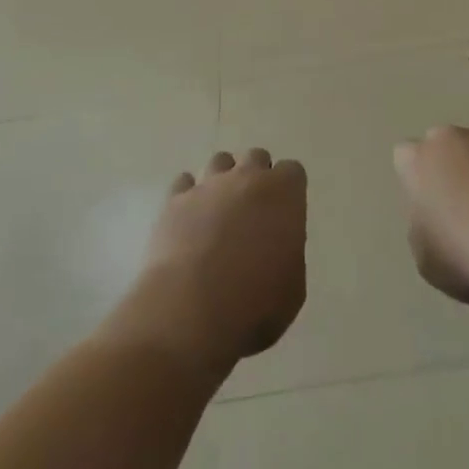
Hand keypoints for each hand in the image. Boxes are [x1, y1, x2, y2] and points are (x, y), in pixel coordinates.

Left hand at [123, 149, 307, 374]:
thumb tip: (276, 247)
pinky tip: (188, 220)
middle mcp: (246, 177)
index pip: (293, 171)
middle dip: (256, 178)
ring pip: (220, 162)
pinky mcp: (175, 199)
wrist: (190, 311)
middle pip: (256, 157)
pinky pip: (184, 183)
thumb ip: (288, 253)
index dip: (289, 192)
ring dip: (223, 181)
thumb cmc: (254, 305)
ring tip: (218, 213)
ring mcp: (208, 184)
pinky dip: (188, 196)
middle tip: (253, 212)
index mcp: (283, 194)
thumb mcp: (292, 288)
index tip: (284, 215)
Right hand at [394, 126, 468, 306]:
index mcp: (416, 162)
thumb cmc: (464, 255)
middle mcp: (448, 138)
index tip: (428, 203)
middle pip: (443, 143)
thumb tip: (434, 216)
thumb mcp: (424, 256)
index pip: (405, 157)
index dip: (417, 178)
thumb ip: (422, 225)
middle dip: (450, 164)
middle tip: (463, 200)